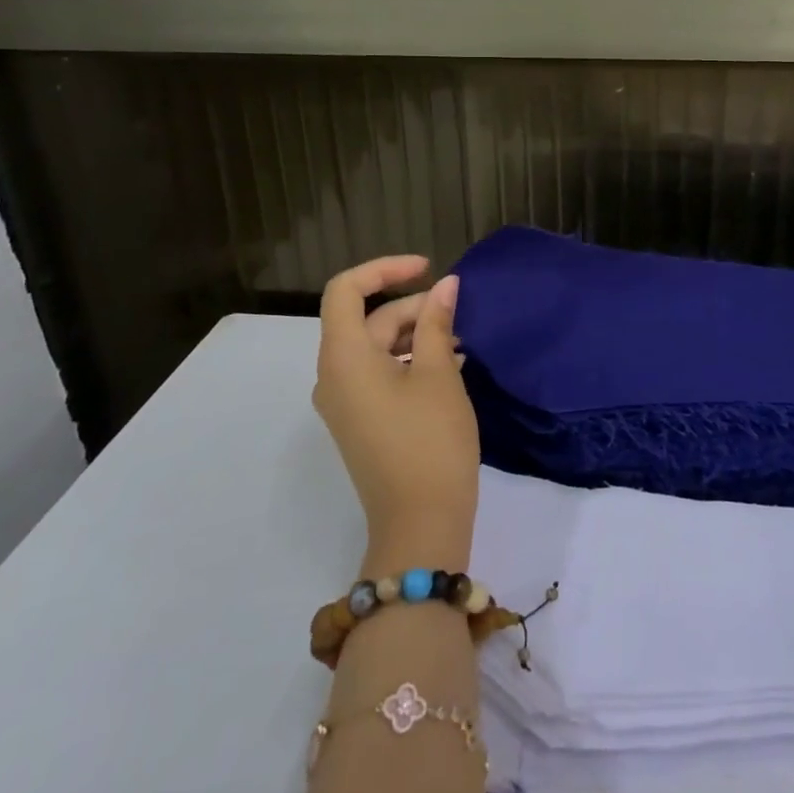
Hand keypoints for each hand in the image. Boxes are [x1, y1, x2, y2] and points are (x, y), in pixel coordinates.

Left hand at [314, 256, 477, 568]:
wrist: (420, 523)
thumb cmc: (430, 440)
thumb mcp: (439, 373)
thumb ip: (437, 322)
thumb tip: (446, 285)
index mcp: (343, 358)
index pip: (345, 290)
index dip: (385, 269)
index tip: (428, 269)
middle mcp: (333, 376)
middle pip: (368, 320)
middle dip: (414, 307)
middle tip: (459, 314)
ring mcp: (345, 402)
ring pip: (377, 347)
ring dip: (417, 335)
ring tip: (460, 341)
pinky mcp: (361, 421)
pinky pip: (380, 373)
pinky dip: (411, 361)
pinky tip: (450, 366)